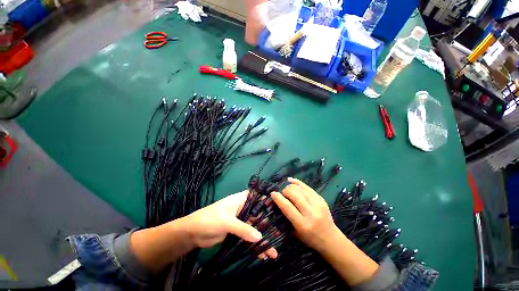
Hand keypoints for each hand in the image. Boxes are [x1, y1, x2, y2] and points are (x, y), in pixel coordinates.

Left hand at [183, 190, 277, 258]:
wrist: (193, 233)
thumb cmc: (210, 219)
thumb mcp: (227, 222)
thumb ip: (243, 228)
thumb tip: (260, 237)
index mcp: (241, 200)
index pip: (257, 197)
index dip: (268, 201)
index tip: (280, 209)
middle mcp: (243, 209)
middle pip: (259, 215)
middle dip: (269, 225)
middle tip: (281, 235)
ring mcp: (240, 221)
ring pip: (255, 228)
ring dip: (263, 239)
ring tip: (274, 252)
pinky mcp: (237, 232)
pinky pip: (249, 238)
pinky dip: (254, 246)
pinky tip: (262, 256)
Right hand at [271, 178, 378, 285]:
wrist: (331, 239)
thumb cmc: (310, 239)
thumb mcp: (295, 233)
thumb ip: (285, 218)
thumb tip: (276, 202)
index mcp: (302, 224)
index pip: (287, 207)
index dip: (278, 198)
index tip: (273, 194)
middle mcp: (310, 213)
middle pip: (294, 194)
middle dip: (285, 191)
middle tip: (282, 194)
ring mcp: (317, 204)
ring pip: (300, 189)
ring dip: (291, 187)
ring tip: (287, 190)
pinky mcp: (321, 199)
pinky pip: (307, 187)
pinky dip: (298, 183)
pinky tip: (291, 181)